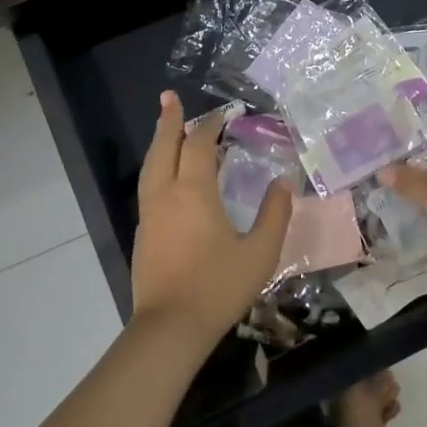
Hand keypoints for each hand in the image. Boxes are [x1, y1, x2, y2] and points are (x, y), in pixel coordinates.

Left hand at [130, 91, 294, 347]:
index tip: (227, 113)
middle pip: (164, 147)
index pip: (200, 146)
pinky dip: (157, 166)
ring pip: (151, 166)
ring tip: (166, 128)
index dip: (212, 125)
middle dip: (169, 120)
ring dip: (159, 142)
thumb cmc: (218, 288)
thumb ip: (274, 214)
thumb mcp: (259, 253)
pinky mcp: (143, 233)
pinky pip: (148, 185)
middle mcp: (166, 194)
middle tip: (169, 97)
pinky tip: (166, 174)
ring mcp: (150, 214)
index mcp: (194, 193)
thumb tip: (283, 182)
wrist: (169, 329)